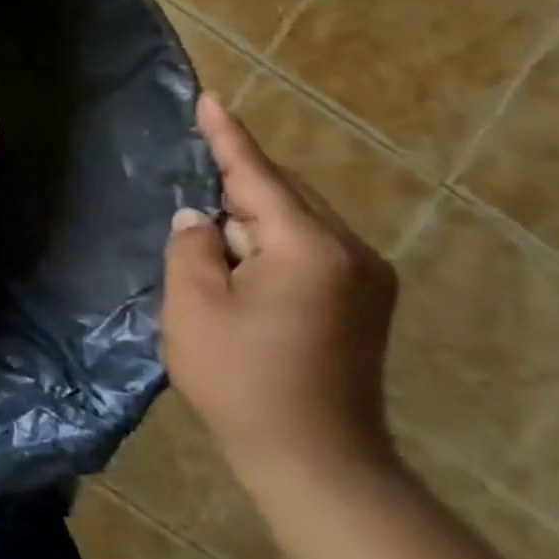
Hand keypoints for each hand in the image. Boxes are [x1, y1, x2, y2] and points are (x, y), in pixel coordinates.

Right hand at [162, 93, 398, 486]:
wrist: (316, 459)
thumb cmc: (241, 377)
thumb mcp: (195, 305)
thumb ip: (192, 247)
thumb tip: (199, 219)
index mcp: (308, 247)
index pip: (258, 176)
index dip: (227, 137)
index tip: (209, 99)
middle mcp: (350, 252)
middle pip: (284, 196)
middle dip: (238, 184)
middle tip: (193, 167)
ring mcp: (366, 280)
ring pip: (297, 224)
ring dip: (252, 219)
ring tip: (209, 225)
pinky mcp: (364, 305)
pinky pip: (309, 250)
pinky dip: (270, 244)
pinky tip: (240, 259)